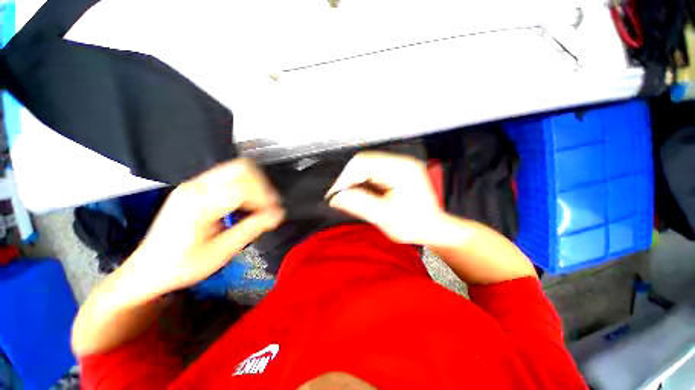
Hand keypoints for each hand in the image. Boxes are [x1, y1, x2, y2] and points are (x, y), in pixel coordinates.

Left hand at [123, 159, 283, 298]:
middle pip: (242, 168)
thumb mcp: (220, 252)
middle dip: (262, 186)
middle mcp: (196, 186)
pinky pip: (229, 176)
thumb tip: (277, 214)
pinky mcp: (195, 187)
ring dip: (254, 184)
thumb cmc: (181, 265)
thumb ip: (251, 229)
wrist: (147, 268)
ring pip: (237, 168)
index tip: (274, 214)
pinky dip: (244, 186)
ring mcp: (194, 184)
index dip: (265, 199)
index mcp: (199, 203)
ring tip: (260, 204)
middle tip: (268, 205)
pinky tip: (245, 203)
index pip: (244, 188)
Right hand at [327, 151, 444, 244]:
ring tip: (349, 198)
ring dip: (355, 182)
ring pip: (366, 168)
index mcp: (400, 169)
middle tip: (339, 197)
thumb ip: (359, 204)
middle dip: (349, 180)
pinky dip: (362, 184)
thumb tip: (335, 197)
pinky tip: (360, 195)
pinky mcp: (396, 173)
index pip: (363, 163)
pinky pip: (372, 174)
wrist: (433, 229)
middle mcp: (400, 163)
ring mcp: (399, 167)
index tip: (334, 194)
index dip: (345, 178)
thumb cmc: (415, 225)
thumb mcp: (385, 217)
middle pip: (363, 163)